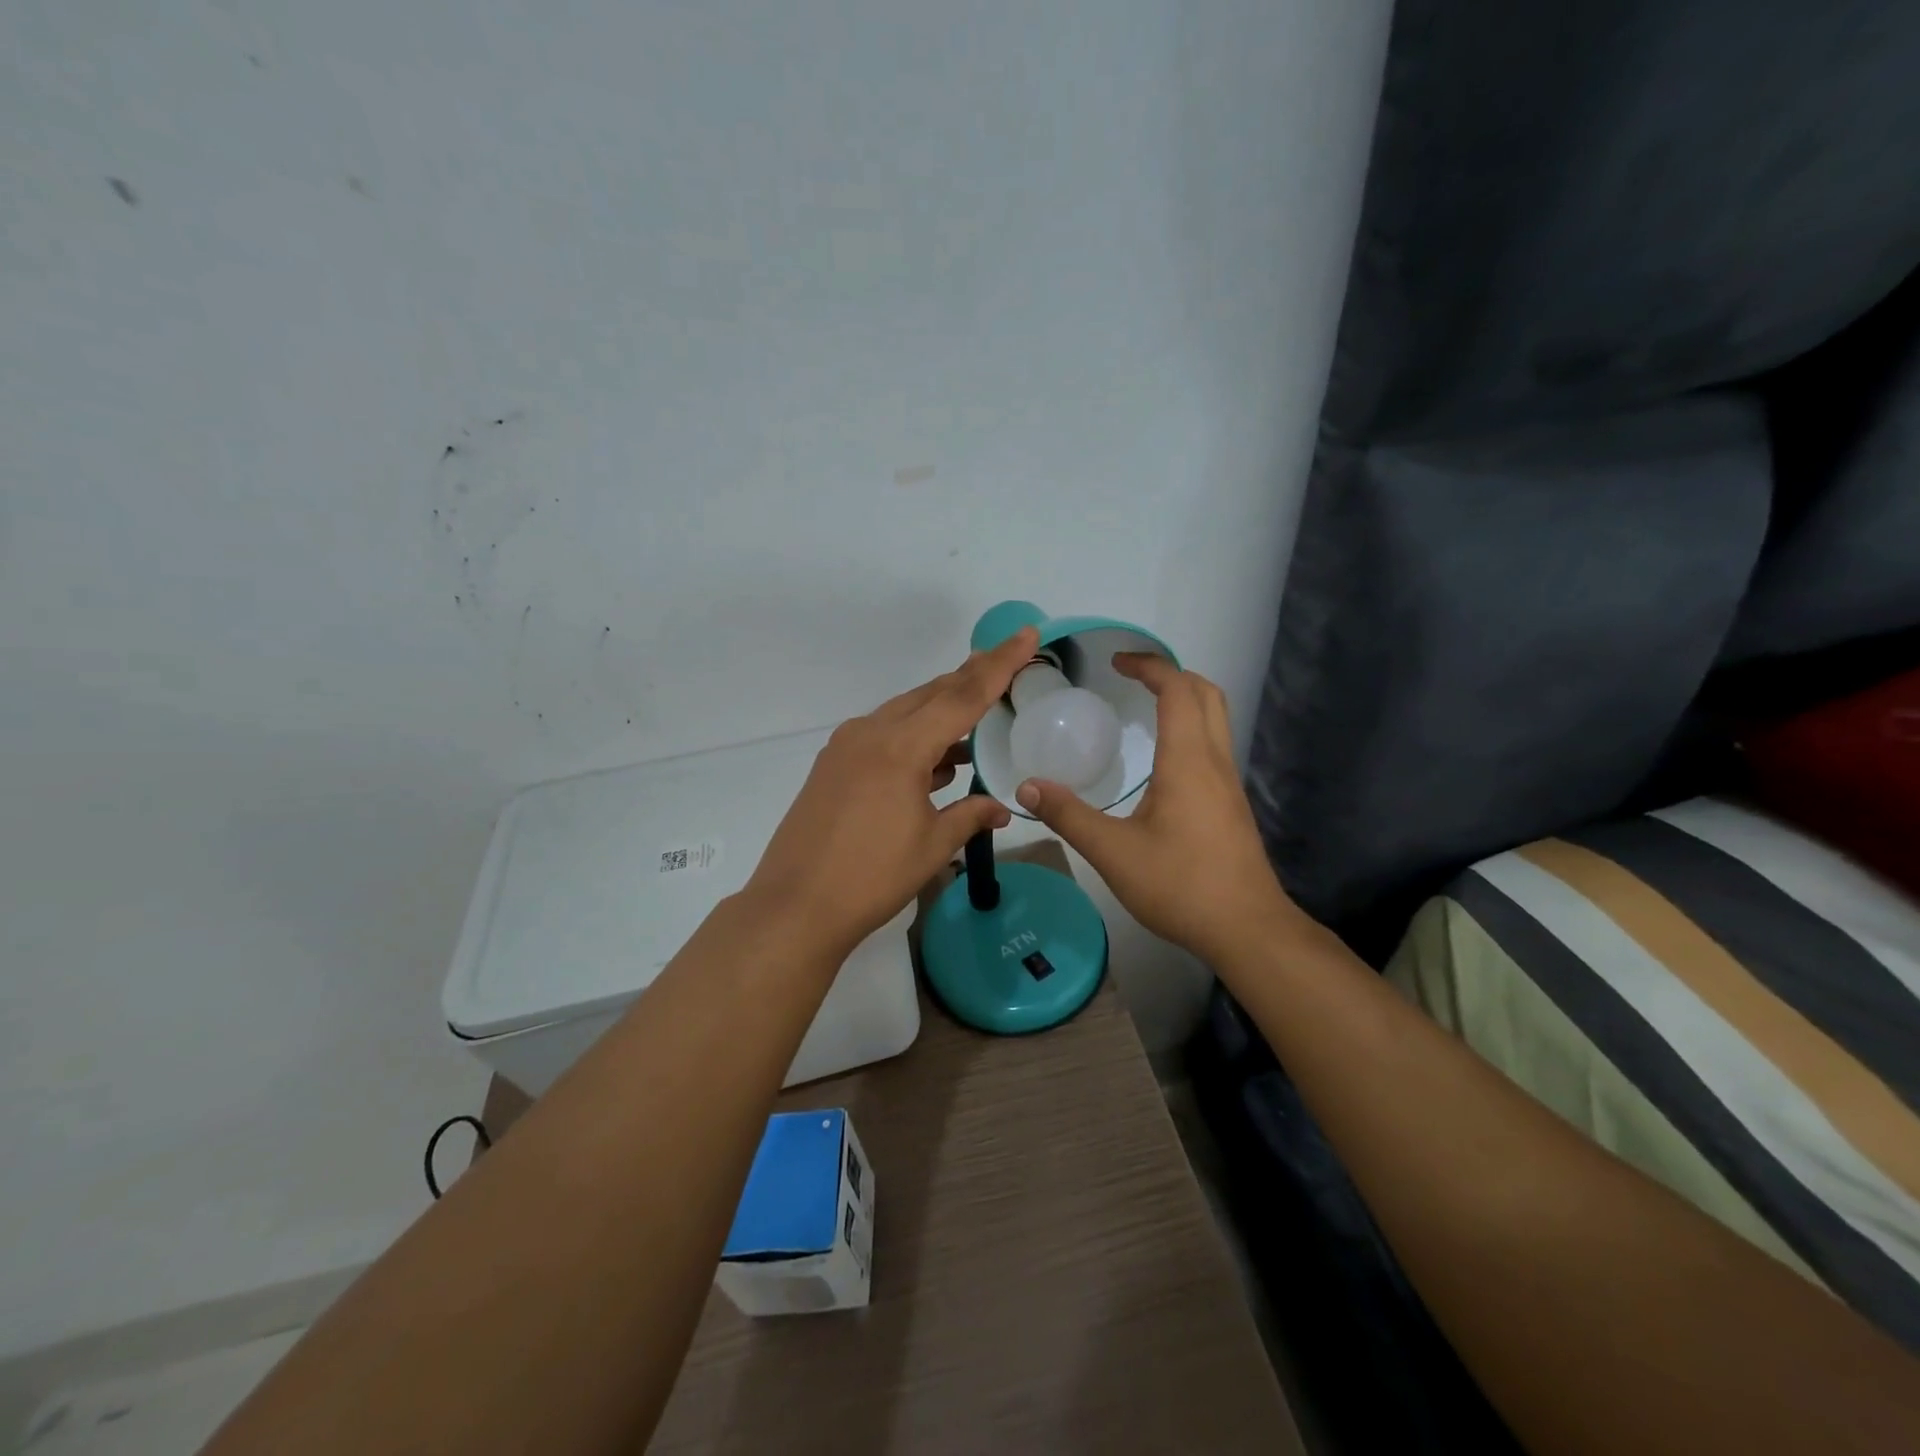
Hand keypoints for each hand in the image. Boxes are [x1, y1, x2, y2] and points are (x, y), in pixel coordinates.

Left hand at [743, 627, 1038, 955]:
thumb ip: (970, 816)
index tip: (1025, 635)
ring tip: (977, 714)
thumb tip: (1003, 809)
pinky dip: (914, 736)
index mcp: (900, 747)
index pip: (962, 696)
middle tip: (1006, 663)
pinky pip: (883, 735)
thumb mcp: (932, 846)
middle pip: (931, 694)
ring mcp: (846, 747)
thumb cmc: (871, 877)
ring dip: (941, 710)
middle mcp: (871, 733)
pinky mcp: (833, 765)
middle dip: (970, 678)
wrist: (795, 906)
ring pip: (905, 713)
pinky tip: (936, 758)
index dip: (999, 665)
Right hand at [1014, 655, 1296, 965]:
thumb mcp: (1113, 851)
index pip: (1177, 690)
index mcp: (1188, 760)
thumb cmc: (1180, 884)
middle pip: (1206, 693)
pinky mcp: (1231, 805)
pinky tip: (1162, 760)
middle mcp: (1214, 761)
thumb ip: (1068, 815)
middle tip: (1131, 678)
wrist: (1247, 929)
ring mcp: (1228, 783)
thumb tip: (1027, 787)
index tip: (1116, 662)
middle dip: (1171, 674)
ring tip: (1144, 708)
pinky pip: (1214, 745)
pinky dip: (1190, 728)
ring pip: (1216, 719)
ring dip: (1184, 699)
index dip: (1149, 666)